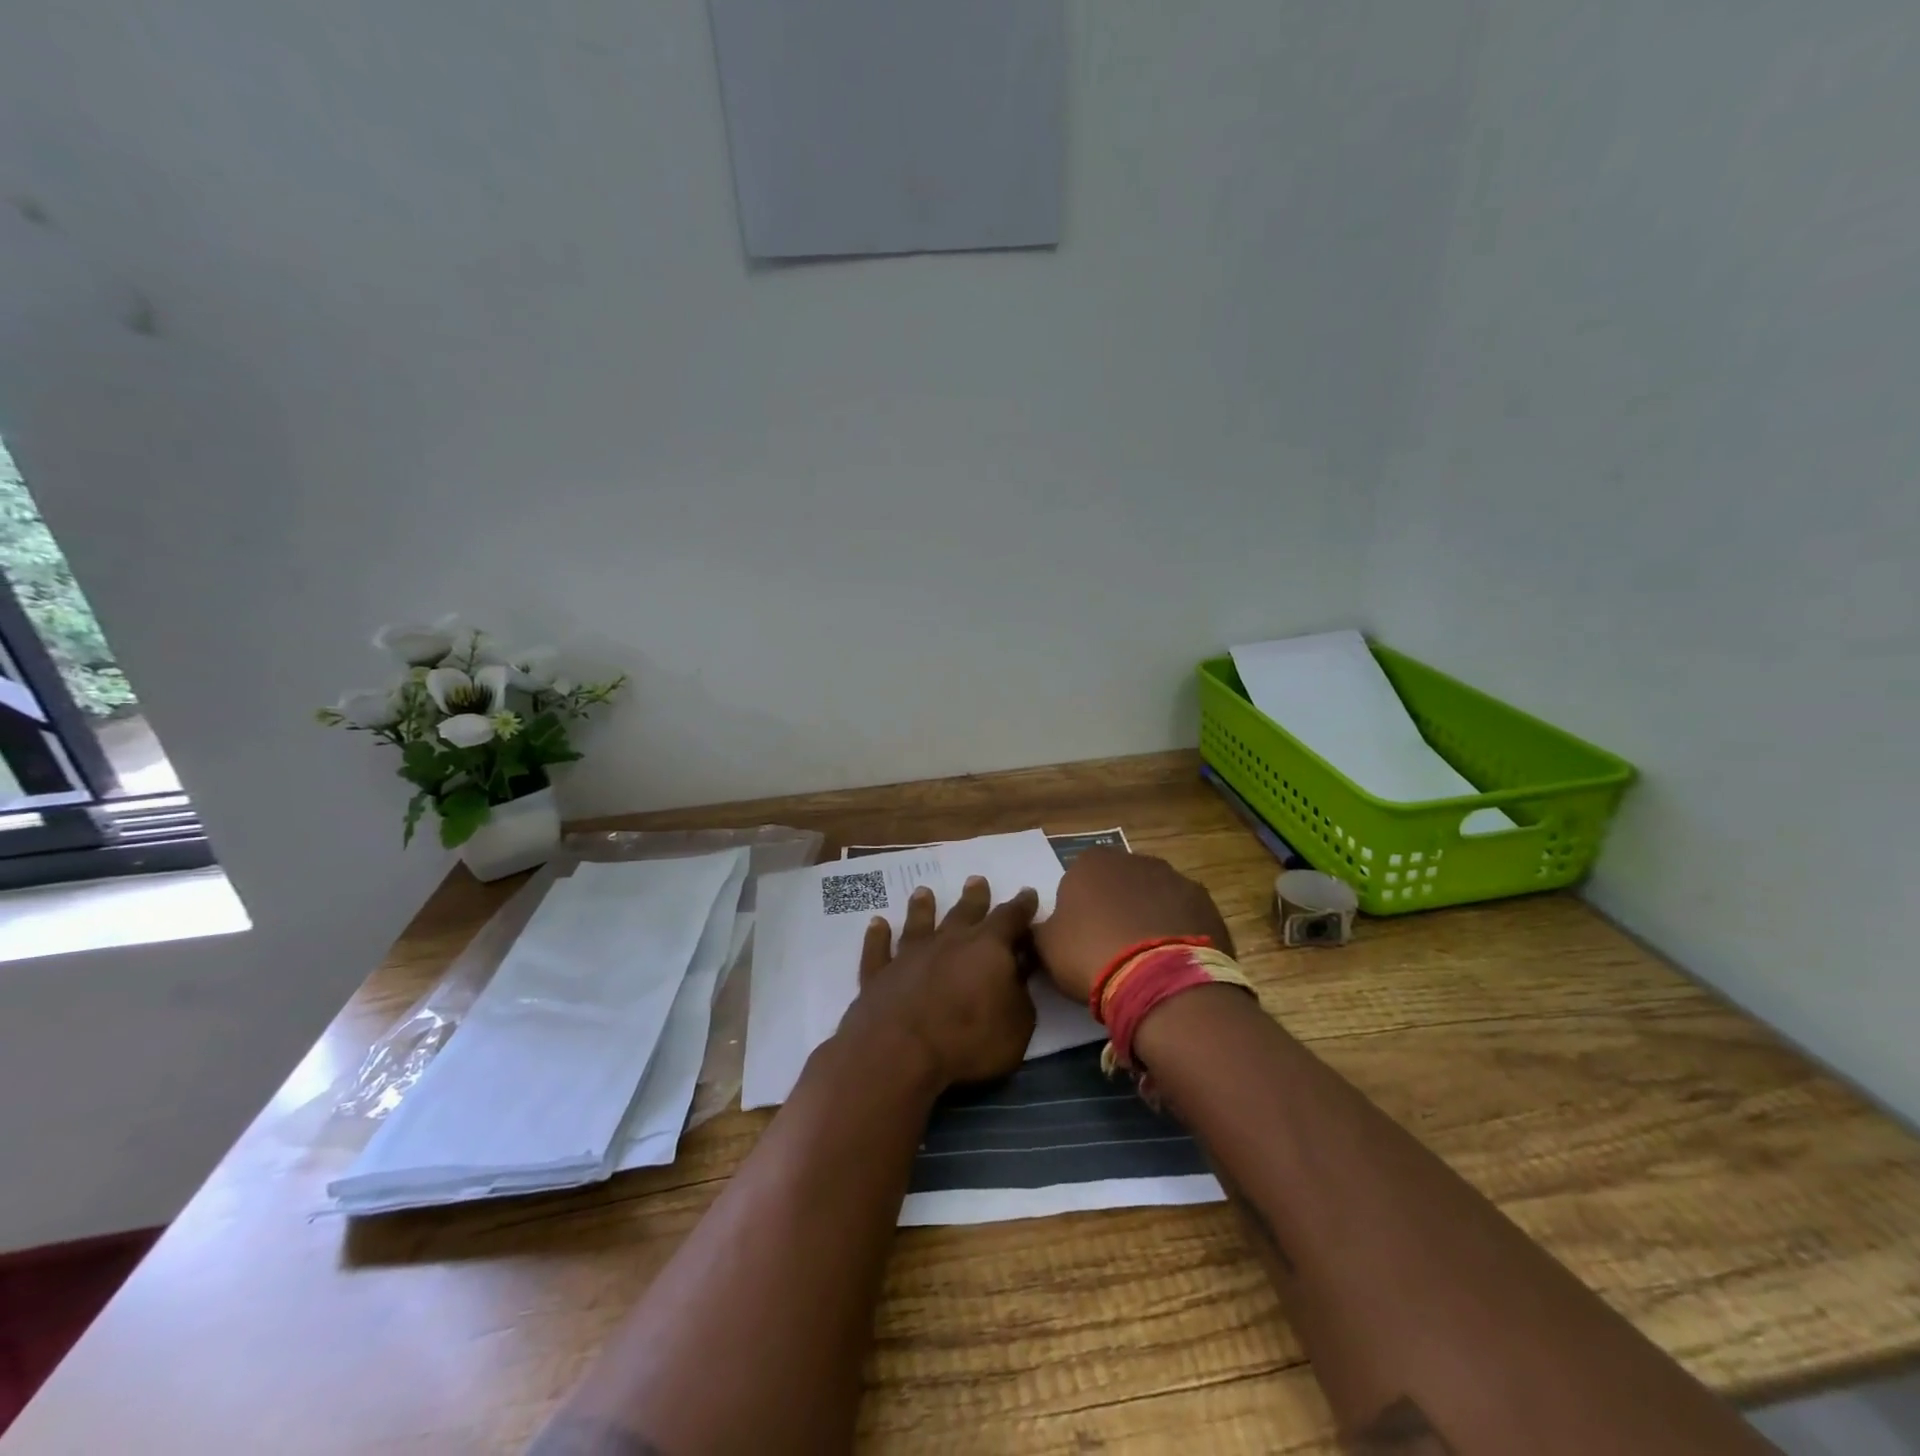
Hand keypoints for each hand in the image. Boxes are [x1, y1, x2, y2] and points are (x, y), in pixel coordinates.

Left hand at [839, 876, 1040, 1088]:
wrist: (900, 1052)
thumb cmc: (969, 1041)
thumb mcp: (1018, 1024)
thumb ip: (1020, 993)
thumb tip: (1019, 971)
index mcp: (988, 948)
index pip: (1010, 919)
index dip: (1021, 906)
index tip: (1027, 893)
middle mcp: (948, 941)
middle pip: (964, 912)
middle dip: (974, 897)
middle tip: (976, 880)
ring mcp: (910, 955)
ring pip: (918, 923)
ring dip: (922, 907)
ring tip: (923, 892)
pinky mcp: (879, 974)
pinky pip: (878, 950)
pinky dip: (877, 936)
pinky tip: (877, 924)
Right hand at [1031, 847, 1232, 1005]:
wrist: (1158, 979)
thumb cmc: (1090, 954)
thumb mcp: (1046, 947)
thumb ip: (1040, 928)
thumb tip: (1039, 924)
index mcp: (1091, 862)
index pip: (1077, 880)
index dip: (1078, 910)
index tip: (1080, 939)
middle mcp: (1134, 859)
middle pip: (1119, 884)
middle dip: (1116, 908)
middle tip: (1111, 948)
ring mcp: (1174, 878)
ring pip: (1154, 896)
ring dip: (1149, 917)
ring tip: (1146, 958)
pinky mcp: (1205, 902)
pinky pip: (1184, 915)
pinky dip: (1178, 931)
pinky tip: (1173, 960)